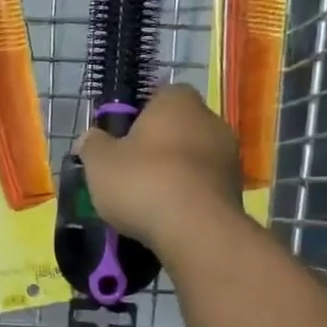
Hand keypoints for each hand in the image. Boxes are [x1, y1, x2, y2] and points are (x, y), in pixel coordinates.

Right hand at [78, 84, 242, 252]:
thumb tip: (90, 137)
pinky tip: (167, 215)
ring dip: (174, 171)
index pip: (158, 95)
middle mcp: (210, 120)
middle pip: (177, 127)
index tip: (120, 138)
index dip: (138, 115)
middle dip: (156, 145)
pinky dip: (187, 194)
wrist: (195, 231)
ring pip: (192, 157)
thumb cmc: (143, 182)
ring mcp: (229, 155)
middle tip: (130, 169)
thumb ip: (92, 144)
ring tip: (147, 198)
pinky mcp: (236, 189)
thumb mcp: (99, 162)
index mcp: (177, 102)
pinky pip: (203, 184)